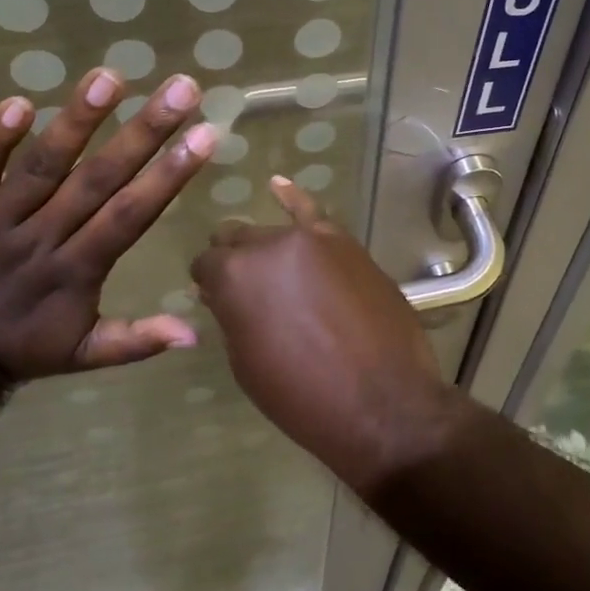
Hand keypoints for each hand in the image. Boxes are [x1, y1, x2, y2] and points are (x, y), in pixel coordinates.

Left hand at [0, 69, 216, 385]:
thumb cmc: (25, 349)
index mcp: (77, 271)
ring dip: (75, 122)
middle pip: (95, 180)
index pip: (129, 215)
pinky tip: (19, 102)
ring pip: (39, 168)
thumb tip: (194, 336)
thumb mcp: (87, 355)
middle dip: (143, 132)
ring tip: (110, 77)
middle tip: (180, 88)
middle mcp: (40, 239)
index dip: (168, 175)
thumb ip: (138, 340)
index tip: (205, 134)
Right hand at [190, 177, 456, 491]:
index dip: (208, 284)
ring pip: (273, 232)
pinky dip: (294, 199)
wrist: (383, 403)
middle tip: (246, 292)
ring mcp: (312, 239)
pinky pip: (314, 213)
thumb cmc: (302, 397)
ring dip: (266, 250)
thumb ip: (231, 316)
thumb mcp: (247, 363)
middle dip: (235, 262)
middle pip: (238, 240)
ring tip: (269, 269)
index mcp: (234, 276)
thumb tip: (220, 293)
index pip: (206, 264)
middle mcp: (268, 245)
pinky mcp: (347, 244)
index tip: (215, 300)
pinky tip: (280, 187)